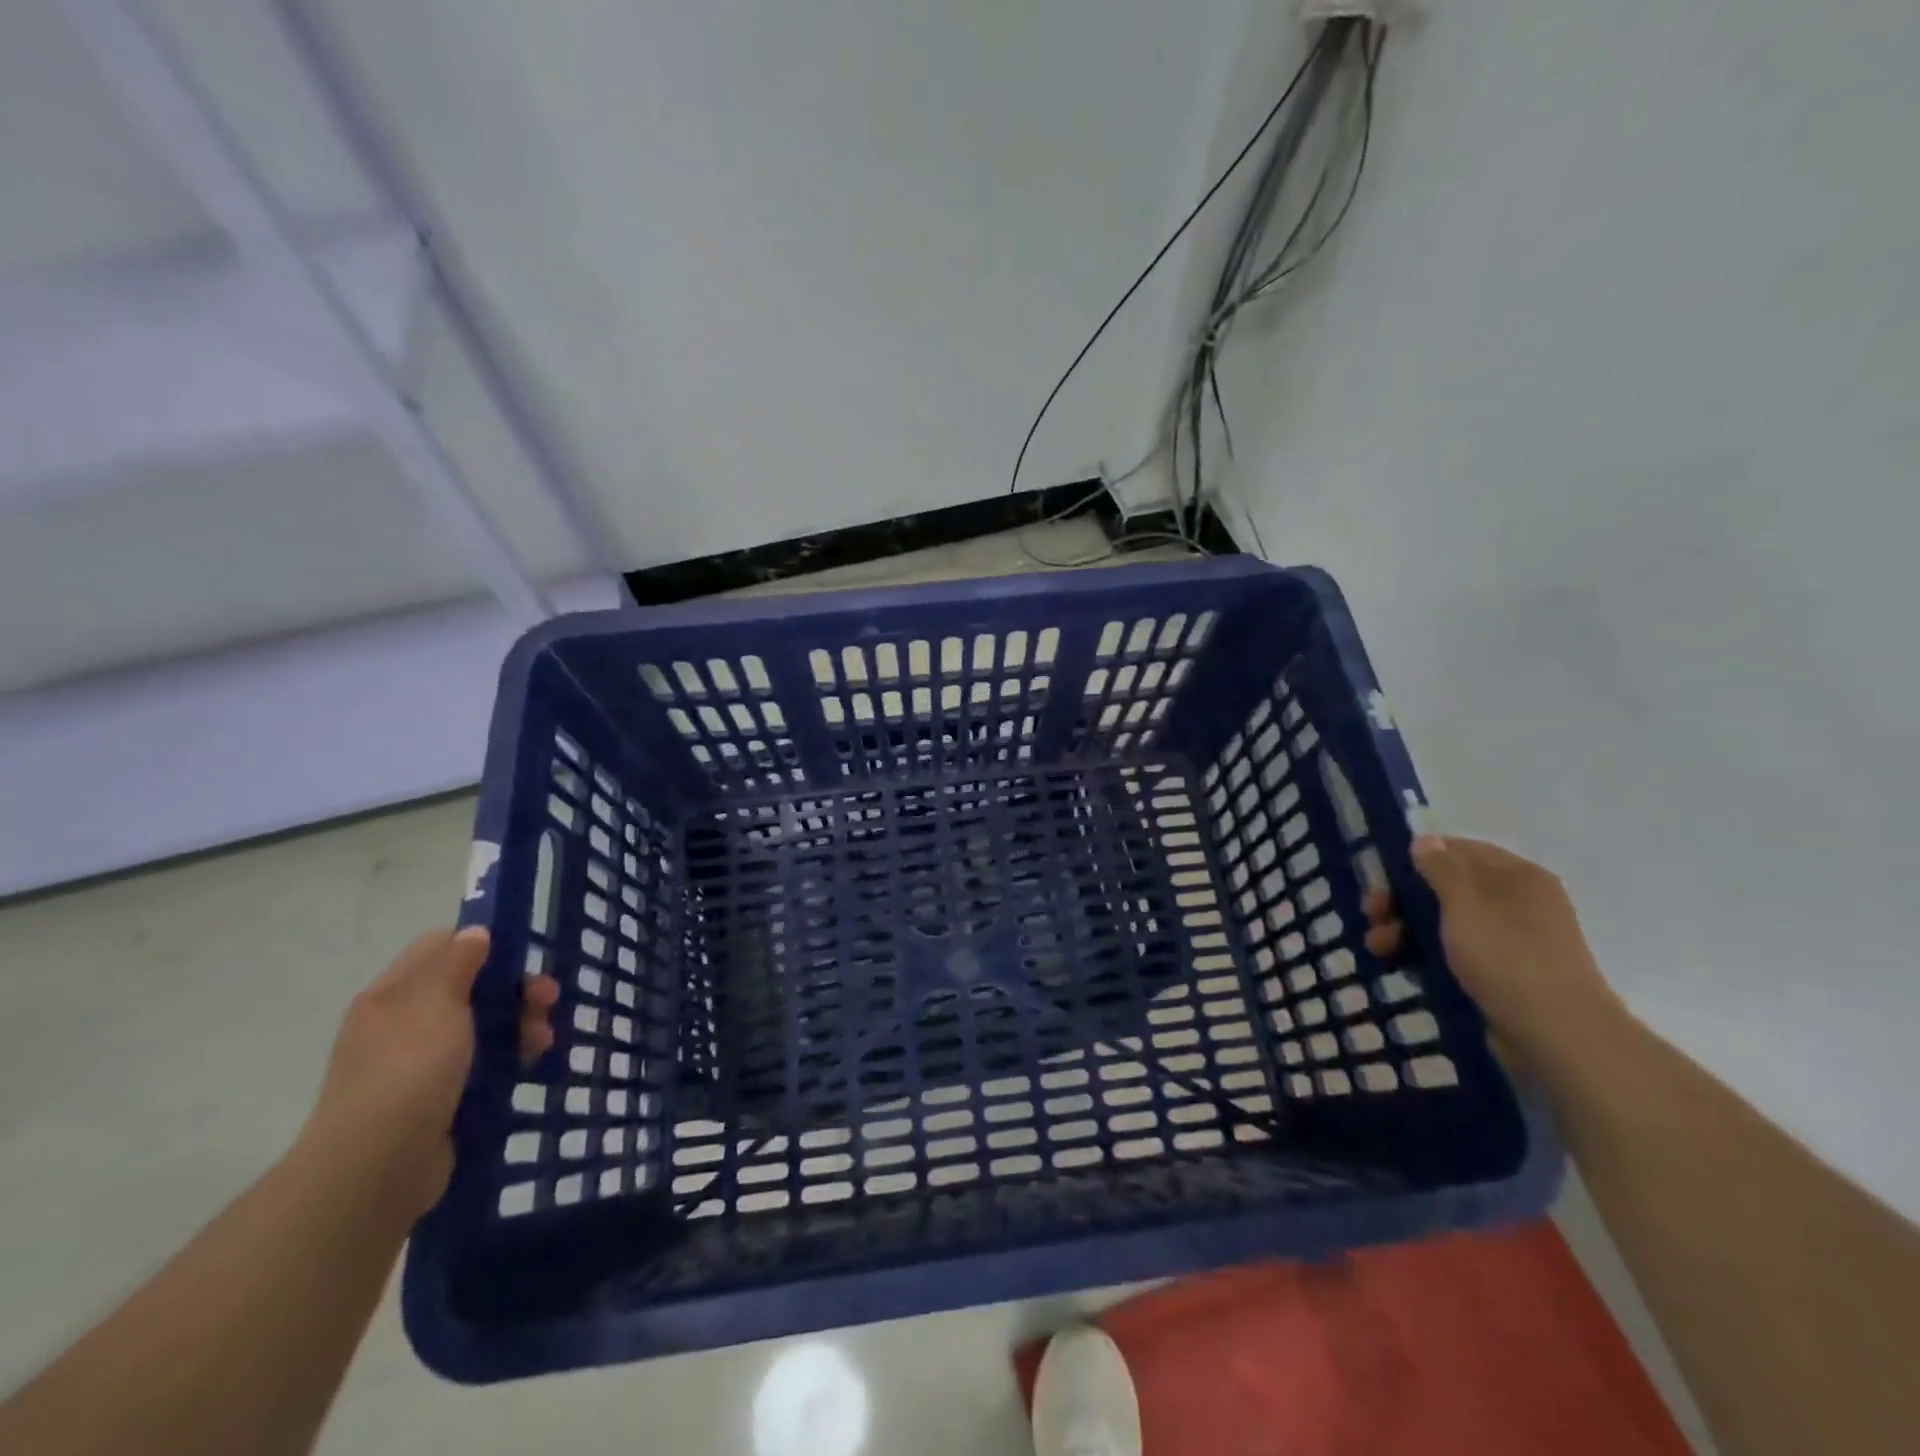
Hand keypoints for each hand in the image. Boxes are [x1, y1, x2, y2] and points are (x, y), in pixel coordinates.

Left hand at [300, 928, 558, 1220]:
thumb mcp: (436, 1003)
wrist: (378, 1169)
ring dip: (520, 1024)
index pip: (441, 946)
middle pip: (471, 986)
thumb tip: (475, 932)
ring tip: (544, 1040)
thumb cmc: (408, 1071)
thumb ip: (458, 961)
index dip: (483, 943)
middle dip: (515, 989)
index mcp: (394, 993)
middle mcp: (403, 1022)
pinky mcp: (439, 1096)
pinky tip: (531, 1064)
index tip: (522, 956)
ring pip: (483, 1025)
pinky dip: (510, 1058)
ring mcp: (420, 1062)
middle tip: (549, 1000)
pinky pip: (483, 1063)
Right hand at [1363, 836, 1630, 1071]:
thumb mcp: (1466, 902)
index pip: (1458, 850)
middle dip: (1402, 900)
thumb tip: (1425, 840)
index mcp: (1517, 876)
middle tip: (1372, 916)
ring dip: (1405, 930)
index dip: (1416, 859)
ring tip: (1379, 949)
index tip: (1382, 879)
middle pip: (1445, 887)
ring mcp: (1509, 941)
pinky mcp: (1501, 976)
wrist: (1558, 1036)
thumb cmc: (1508, 957)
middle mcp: (1516, 902)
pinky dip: (1425, 956)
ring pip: (1444, 923)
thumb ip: (1440, 867)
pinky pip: (1453, 954)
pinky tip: (1402, 967)